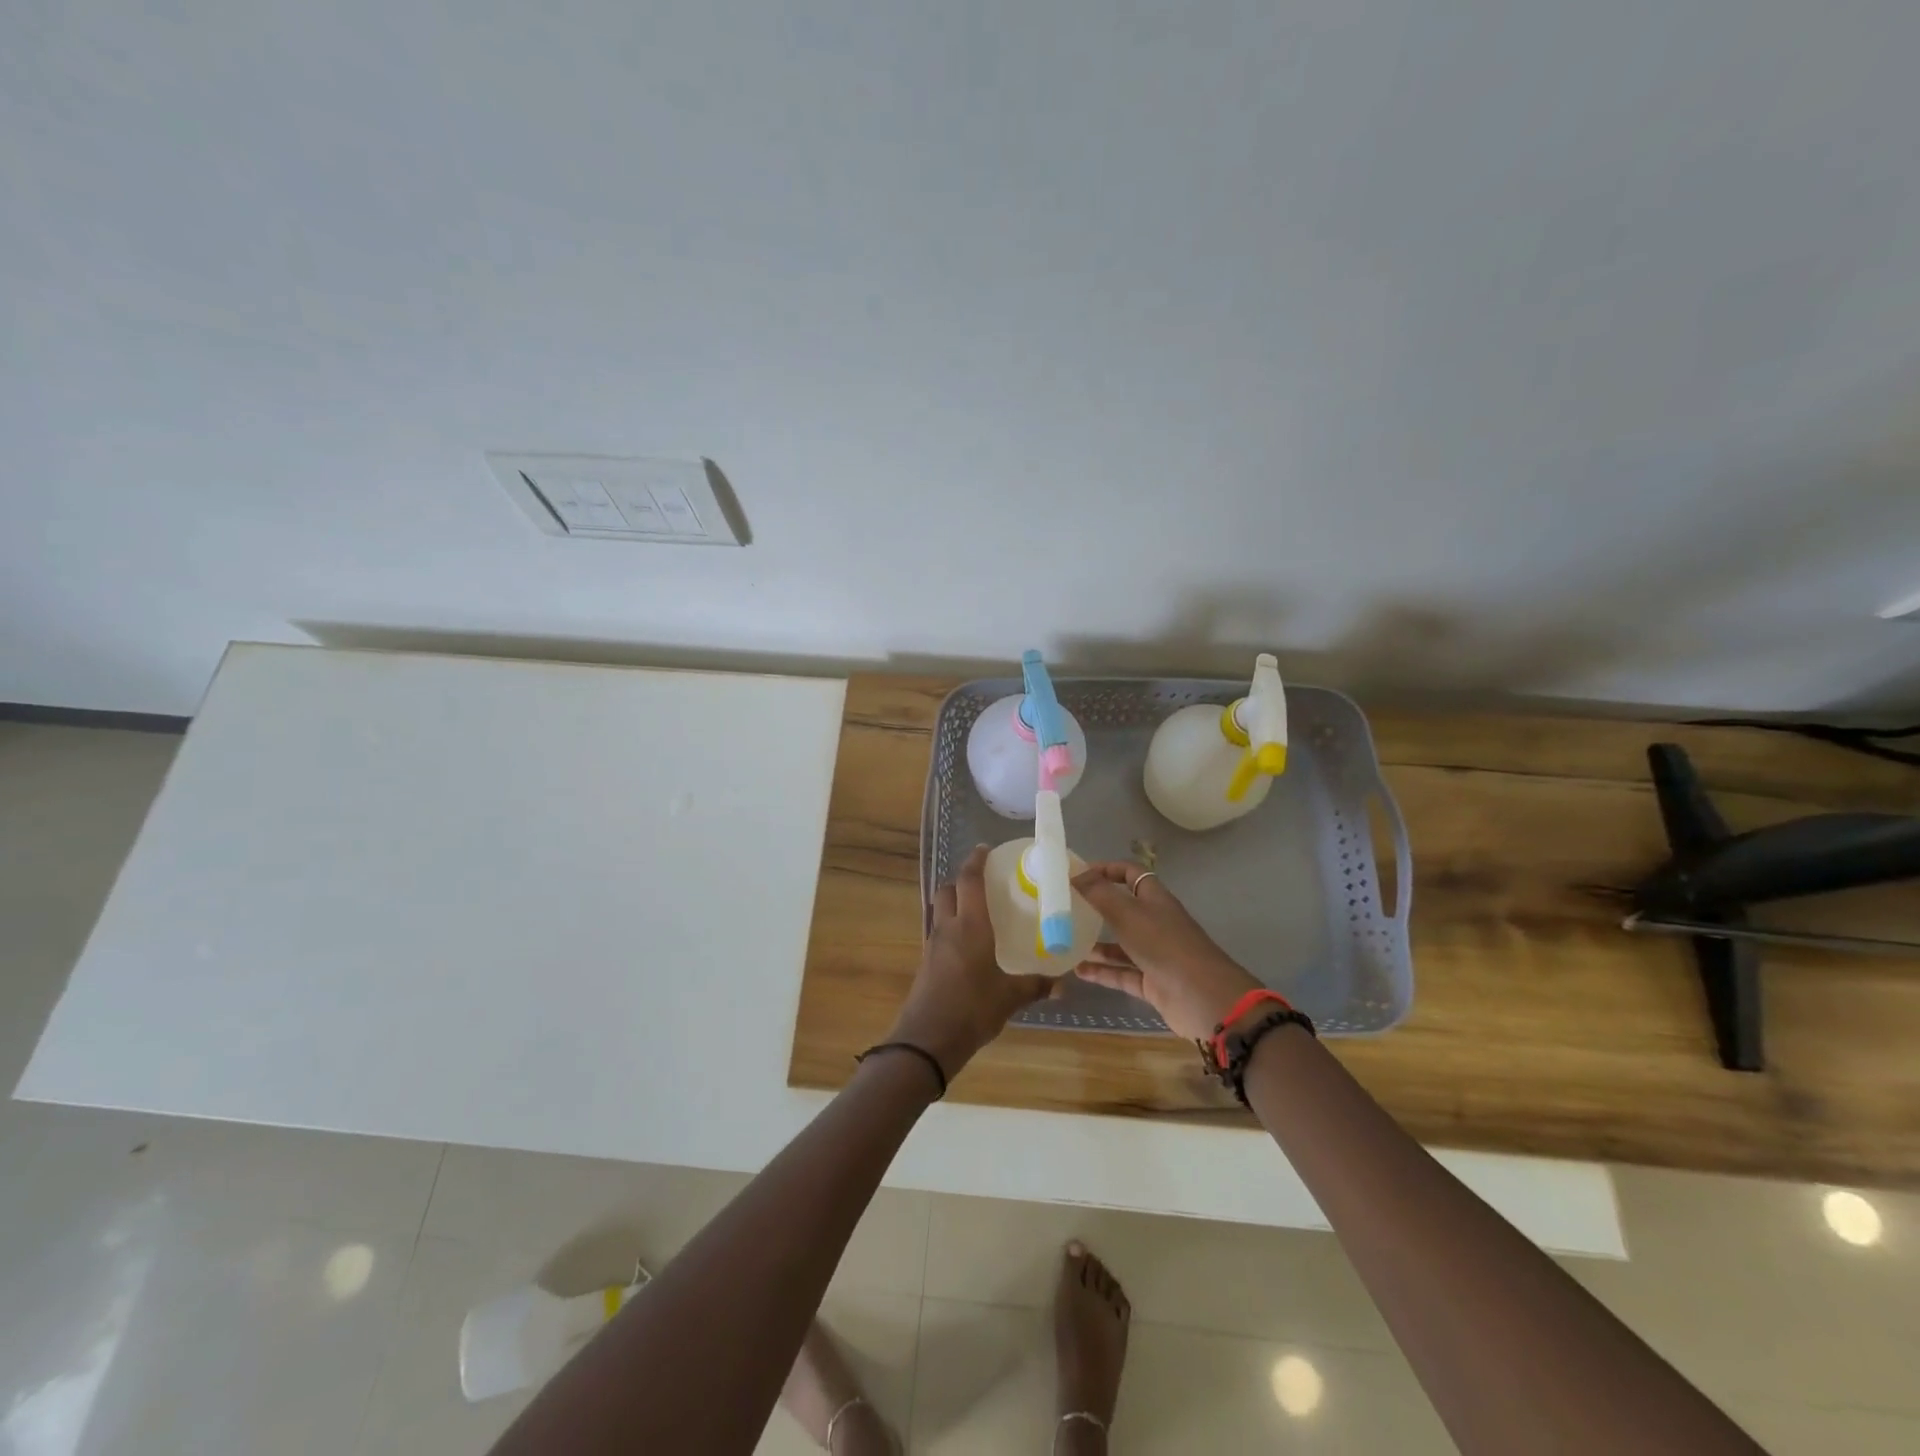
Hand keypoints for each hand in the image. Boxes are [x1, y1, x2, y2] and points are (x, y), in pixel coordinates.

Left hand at [885, 845, 1052, 1079]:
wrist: (927, 1039)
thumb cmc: (972, 1009)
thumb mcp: (1010, 998)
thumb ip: (1036, 986)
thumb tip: (1063, 985)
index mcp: (970, 926)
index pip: (969, 881)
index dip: (976, 861)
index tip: (984, 849)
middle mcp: (948, 928)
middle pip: (947, 890)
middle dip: (961, 880)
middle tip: (982, 883)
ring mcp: (933, 945)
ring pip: (940, 911)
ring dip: (953, 903)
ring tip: (976, 912)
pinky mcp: (926, 963)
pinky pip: (938, 933)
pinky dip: (950, 928)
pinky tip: (966, 945)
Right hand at [1069, 863, 1262, 1041]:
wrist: (1203, 998)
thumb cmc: (1165, 945)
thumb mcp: (1128, 914)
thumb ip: (1099, 893)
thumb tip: (1074, 874)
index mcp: (1155, 899)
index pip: (1130, 874)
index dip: (1106, 869)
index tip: (1077, 874)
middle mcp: (1155, 923)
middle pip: (1123, 909)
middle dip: (1096, 907)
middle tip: (1064, 908)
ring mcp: (1155, 954)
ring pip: (1120, 944)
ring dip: (1095, 942)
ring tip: (1064, 941)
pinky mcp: (1152, 983)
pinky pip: (1122, 973)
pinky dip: (1101, 972)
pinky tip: (1077, 971)